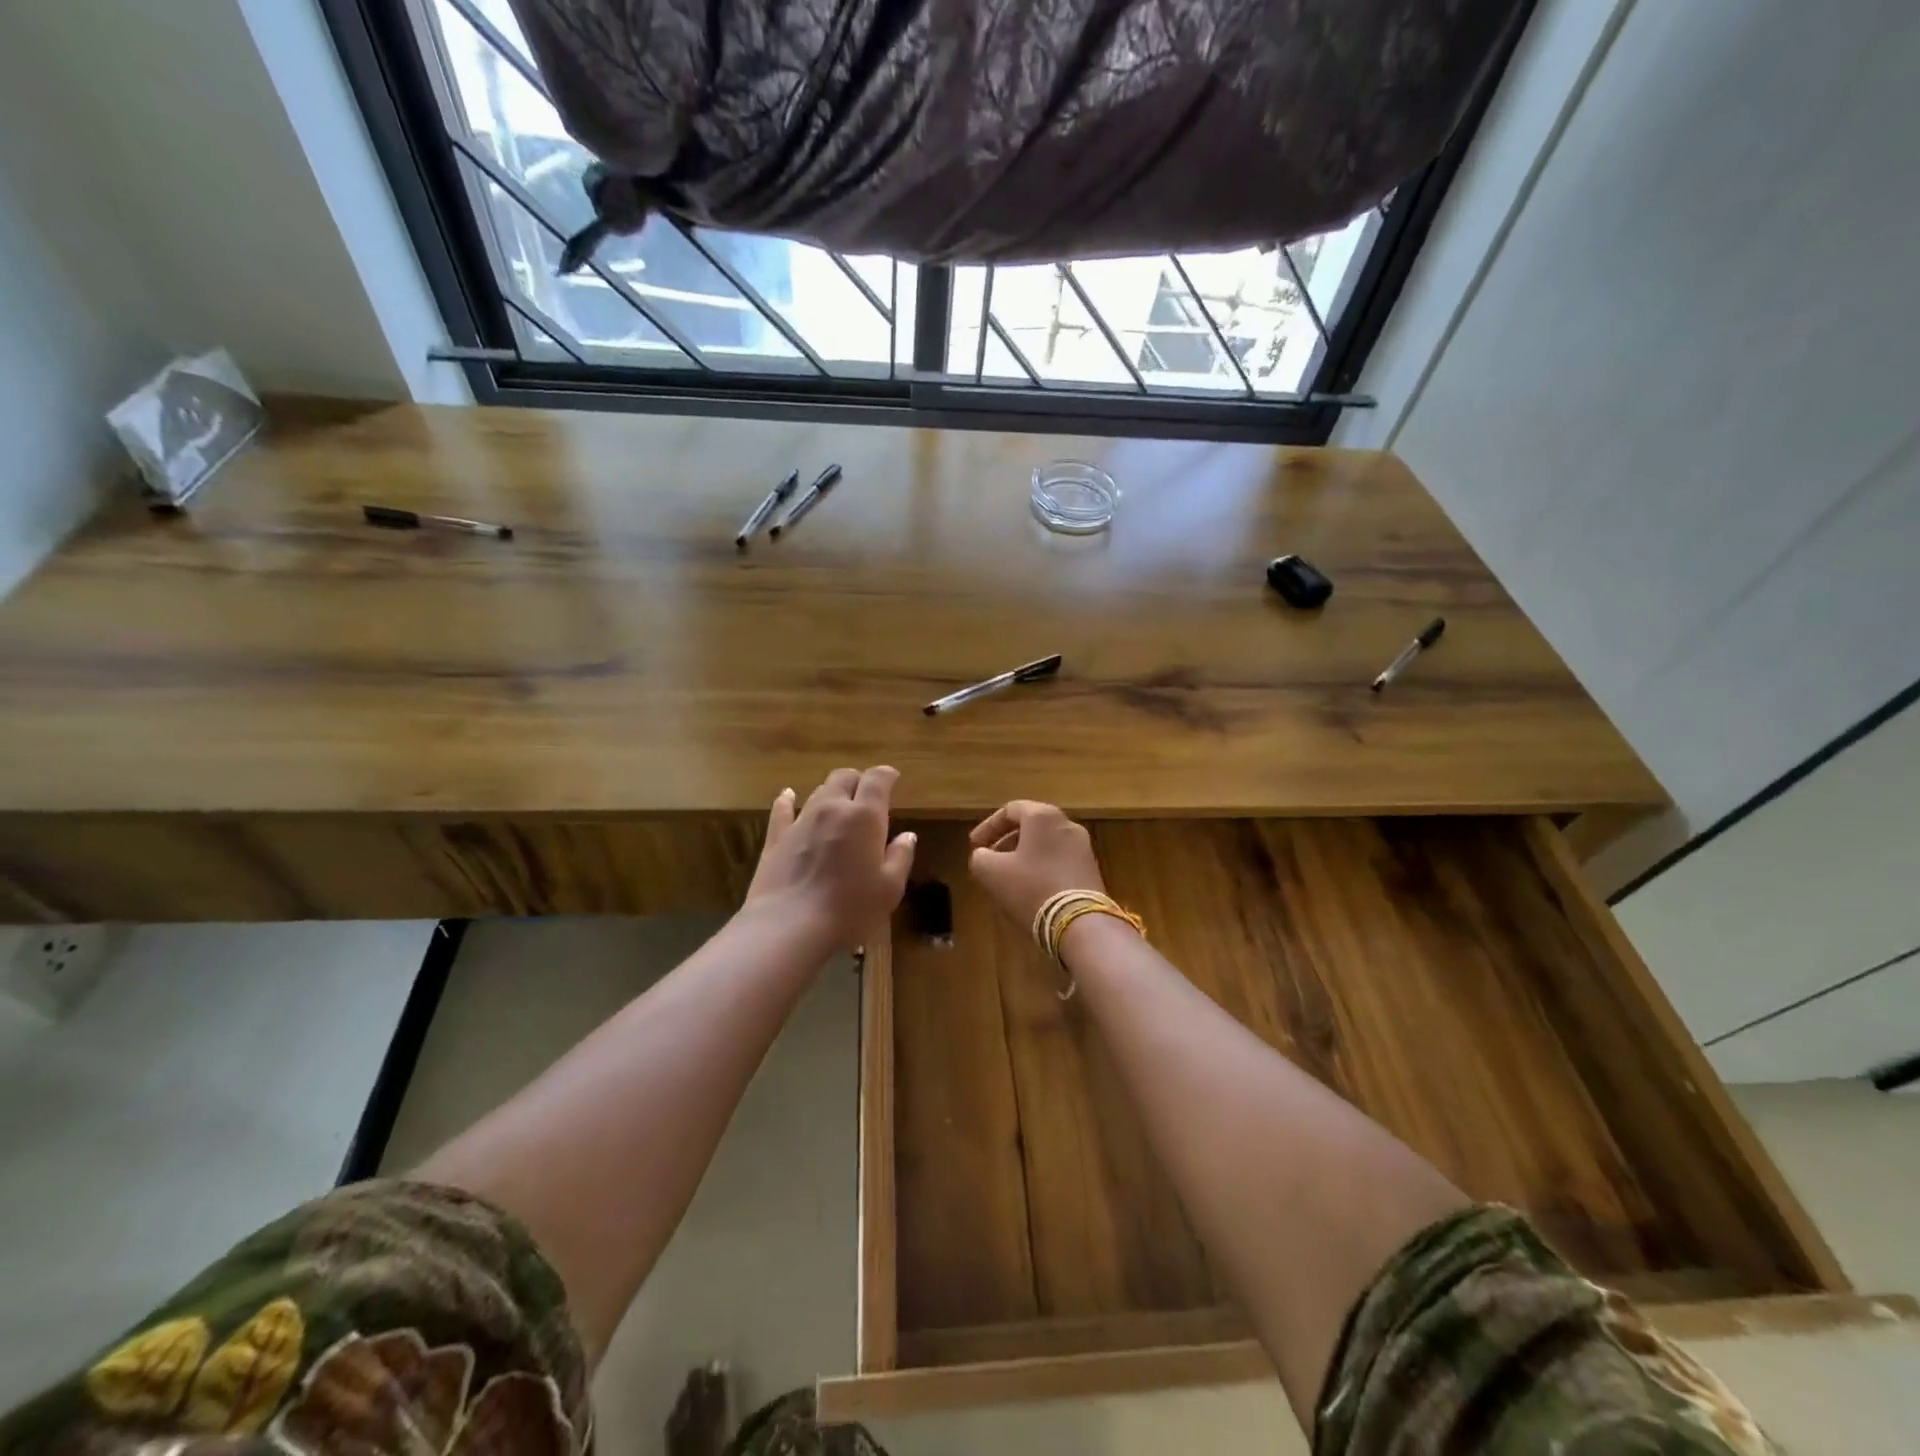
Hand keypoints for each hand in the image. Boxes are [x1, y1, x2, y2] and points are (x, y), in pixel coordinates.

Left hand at [745, 766, 916, 951]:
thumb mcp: (890, 888)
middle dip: (858, 780)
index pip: (877, 780)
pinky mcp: (776, 838)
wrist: (789, 926)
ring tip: (838, 804)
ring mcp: (800, 821)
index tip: (893, 777)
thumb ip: (900, 857)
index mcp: (864, 817)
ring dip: (831, 793)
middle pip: (844, 778)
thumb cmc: (850, 909)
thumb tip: (907, 836)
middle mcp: (832, 808)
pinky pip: (782, 810)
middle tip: (867, 794)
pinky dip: (788, 801)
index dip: (886, 774)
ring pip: (817, 792)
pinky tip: (788, 797)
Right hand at [967, 800, 1105, 929]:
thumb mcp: (991, 873)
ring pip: (1046, 844)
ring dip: (1024, 856)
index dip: (987, 827)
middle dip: (1007, 841)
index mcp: (1043, 816)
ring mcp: (1083, 847)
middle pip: (1031, 826)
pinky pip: (1060, 861)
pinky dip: (1042, 868)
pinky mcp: (1092, 870)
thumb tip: (983, 855)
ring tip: (1008, 877)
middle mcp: (1067, 824)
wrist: (1080, 924)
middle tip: (991, 859)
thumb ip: (980, 857)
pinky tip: (1031, 889)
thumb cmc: (1031, 888)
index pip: (1010, 810)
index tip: (974, 845)